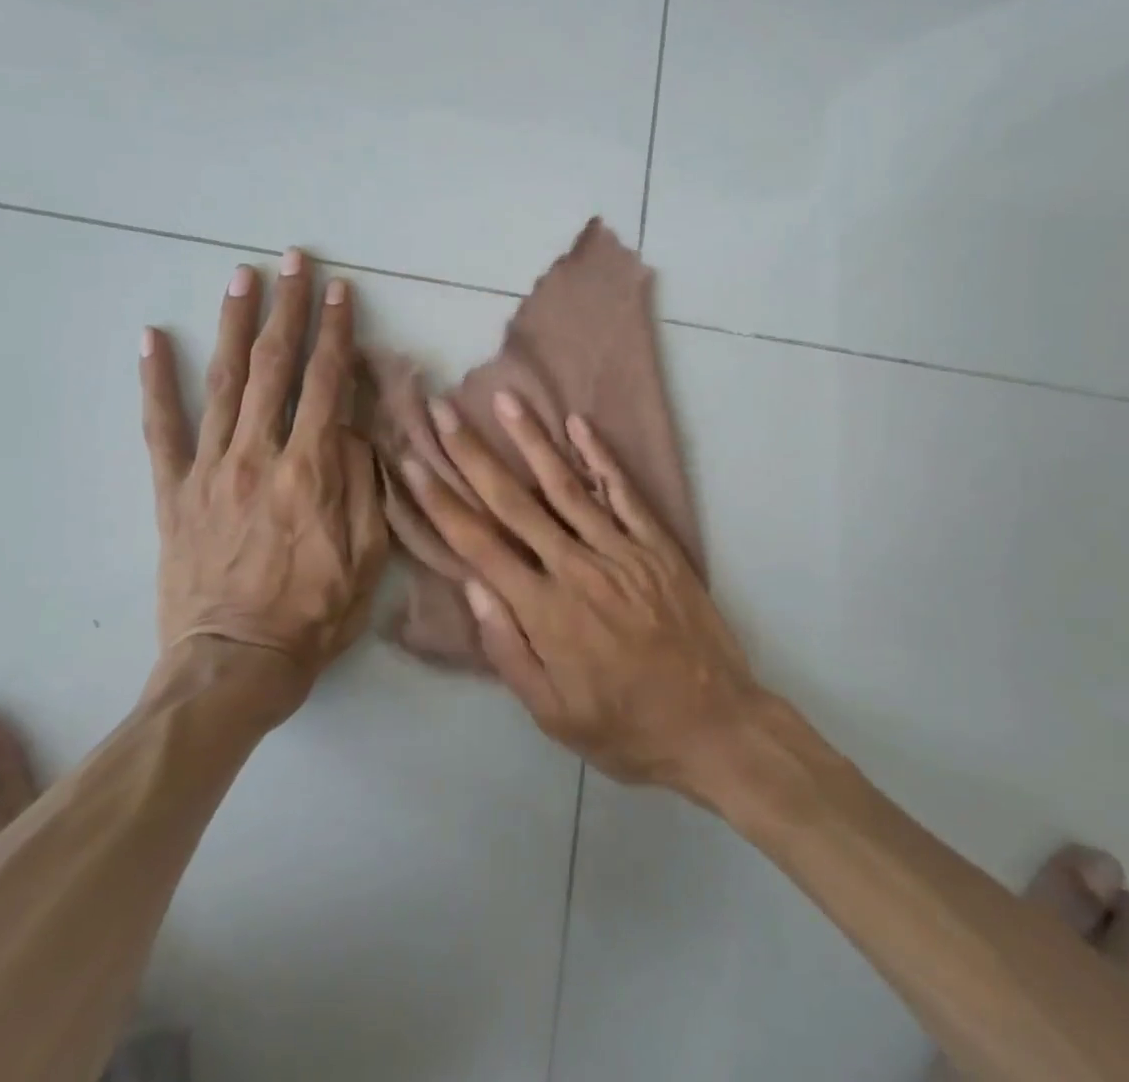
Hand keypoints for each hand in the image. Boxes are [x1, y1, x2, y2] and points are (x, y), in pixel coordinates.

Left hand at [139, 250, 388, 687]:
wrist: (233, 665)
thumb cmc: (315, 613)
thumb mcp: (368, 554)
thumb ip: (364, 482)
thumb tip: (357, 425)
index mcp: (311, 469)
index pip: (327, 382)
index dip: (336, 331)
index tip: (340, 290)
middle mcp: (258, 455)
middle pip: (275, 366)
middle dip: (287, 307)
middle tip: (293, 260)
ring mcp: (209, 469)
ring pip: (224, 381)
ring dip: (235, 324)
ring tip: (241, 276)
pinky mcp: (174, 491)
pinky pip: (161, 428)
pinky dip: (157, 381)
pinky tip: (153, 339)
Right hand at [401, 392, 758, 787]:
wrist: (714, 724)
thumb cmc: (625, 727)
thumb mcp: (553, 714)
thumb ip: (508, 650)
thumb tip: (474, 588)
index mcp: (545, 612)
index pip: (479, 545)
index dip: (441, 500)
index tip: (414, 461)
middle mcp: (577, 569)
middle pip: (514, 502)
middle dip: (474, 454)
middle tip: (443, 410)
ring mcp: (621, 551)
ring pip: (567, 486)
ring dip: (532, 440)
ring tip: (505, 399)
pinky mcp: (656, 545)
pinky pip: (624, 493)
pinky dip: (601, 457)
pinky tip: (579, 424)